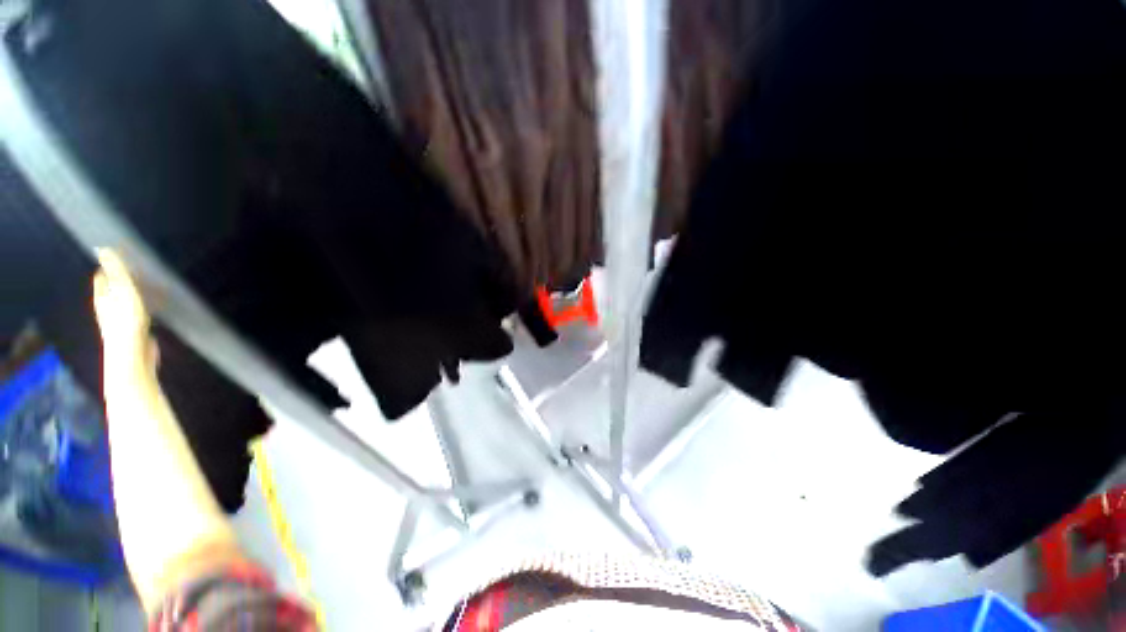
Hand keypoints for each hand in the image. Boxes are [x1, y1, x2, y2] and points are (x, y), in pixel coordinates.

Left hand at [93, 249, 152, 359]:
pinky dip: (144, 308)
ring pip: (125, 302)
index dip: (110, 266)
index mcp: (102, 297)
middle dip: (122, 281)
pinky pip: (137, 314)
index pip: (102, 276)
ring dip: (134, 295)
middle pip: (112, 289)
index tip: (124, 257)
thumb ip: (116, 271)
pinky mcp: (134, 331)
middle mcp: (107, 307)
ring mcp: (120, 321)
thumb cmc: (126, 321)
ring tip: (150, 287)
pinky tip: (154, 309)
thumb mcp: (123, 291)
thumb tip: (104, 248)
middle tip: (138, 271)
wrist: (133, 356)